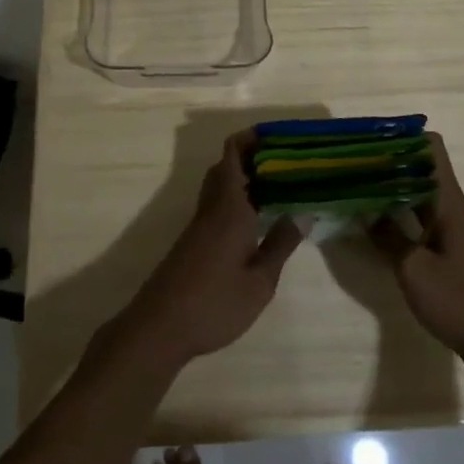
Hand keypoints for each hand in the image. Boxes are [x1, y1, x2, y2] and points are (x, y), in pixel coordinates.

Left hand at [120, 131, 303, 363]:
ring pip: (220, 184)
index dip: (252, 137)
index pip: (233, 153)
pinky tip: (258, 217)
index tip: (280, 135)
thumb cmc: (215, 303)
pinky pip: (217, 203)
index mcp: (229, 206)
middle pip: (226, 164)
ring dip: (245, 177)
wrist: (160, 327)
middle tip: (287, 160)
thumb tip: (302, 213)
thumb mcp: (260, 281)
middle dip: (253, 155)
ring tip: (279, 185)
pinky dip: (238, 198)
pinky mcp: (194, 240)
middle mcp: (212, 206)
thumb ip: (280, 244)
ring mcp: (200, 224)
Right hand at [369, 134, 463, 364]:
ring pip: (415, 189)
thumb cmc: (460, 301)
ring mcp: (447, 225)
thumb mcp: (414, 269)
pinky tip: (371, 219)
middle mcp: (448, 204)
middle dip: (385, 158)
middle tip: (348, 161)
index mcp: (446, 199)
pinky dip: (394, 209)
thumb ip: (386, 235)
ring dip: (387, 184)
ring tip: (352, 183)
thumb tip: (363, 209)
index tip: (367, 139)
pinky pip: (416, 213)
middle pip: (418, 164)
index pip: (429, 146)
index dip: (400, 135)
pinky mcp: (444, 246)